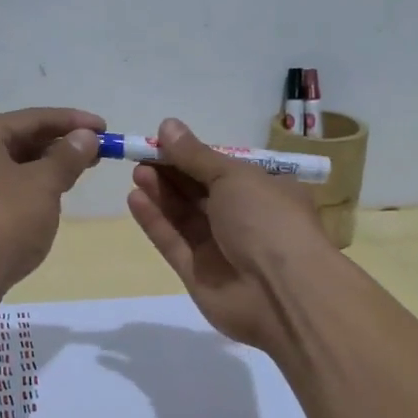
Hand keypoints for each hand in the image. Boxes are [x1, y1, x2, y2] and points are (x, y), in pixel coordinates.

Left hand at [0, 107, 105, 301]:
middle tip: (97, 154)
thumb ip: (67, 157)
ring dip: (43, 171)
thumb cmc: (0, 221)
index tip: (106, 128)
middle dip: (58, 147)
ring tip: (77, 175)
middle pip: (17, 142)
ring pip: (8, 169)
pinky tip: (46, 202)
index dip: (73, 122)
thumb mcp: (42, 185)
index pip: (32, 118)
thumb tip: (86, 136)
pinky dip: (24, 192)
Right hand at [125, 118, 330, 353]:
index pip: (223, 169)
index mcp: (265, 191)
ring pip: (185, 217)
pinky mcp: (199, 275)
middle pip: (201, 192)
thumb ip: (195, 155)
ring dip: (162, 193)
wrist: (282, 292)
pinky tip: (135, 199)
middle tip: (141, 155)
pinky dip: (156, 222)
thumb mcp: (233, 176)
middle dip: (172, 173)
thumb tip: (167, 125)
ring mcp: (221, 249)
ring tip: (137, 173)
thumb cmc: (267, 220)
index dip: (192, 155)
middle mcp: (245, 219)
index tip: (162, 141)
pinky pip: (174, 243)